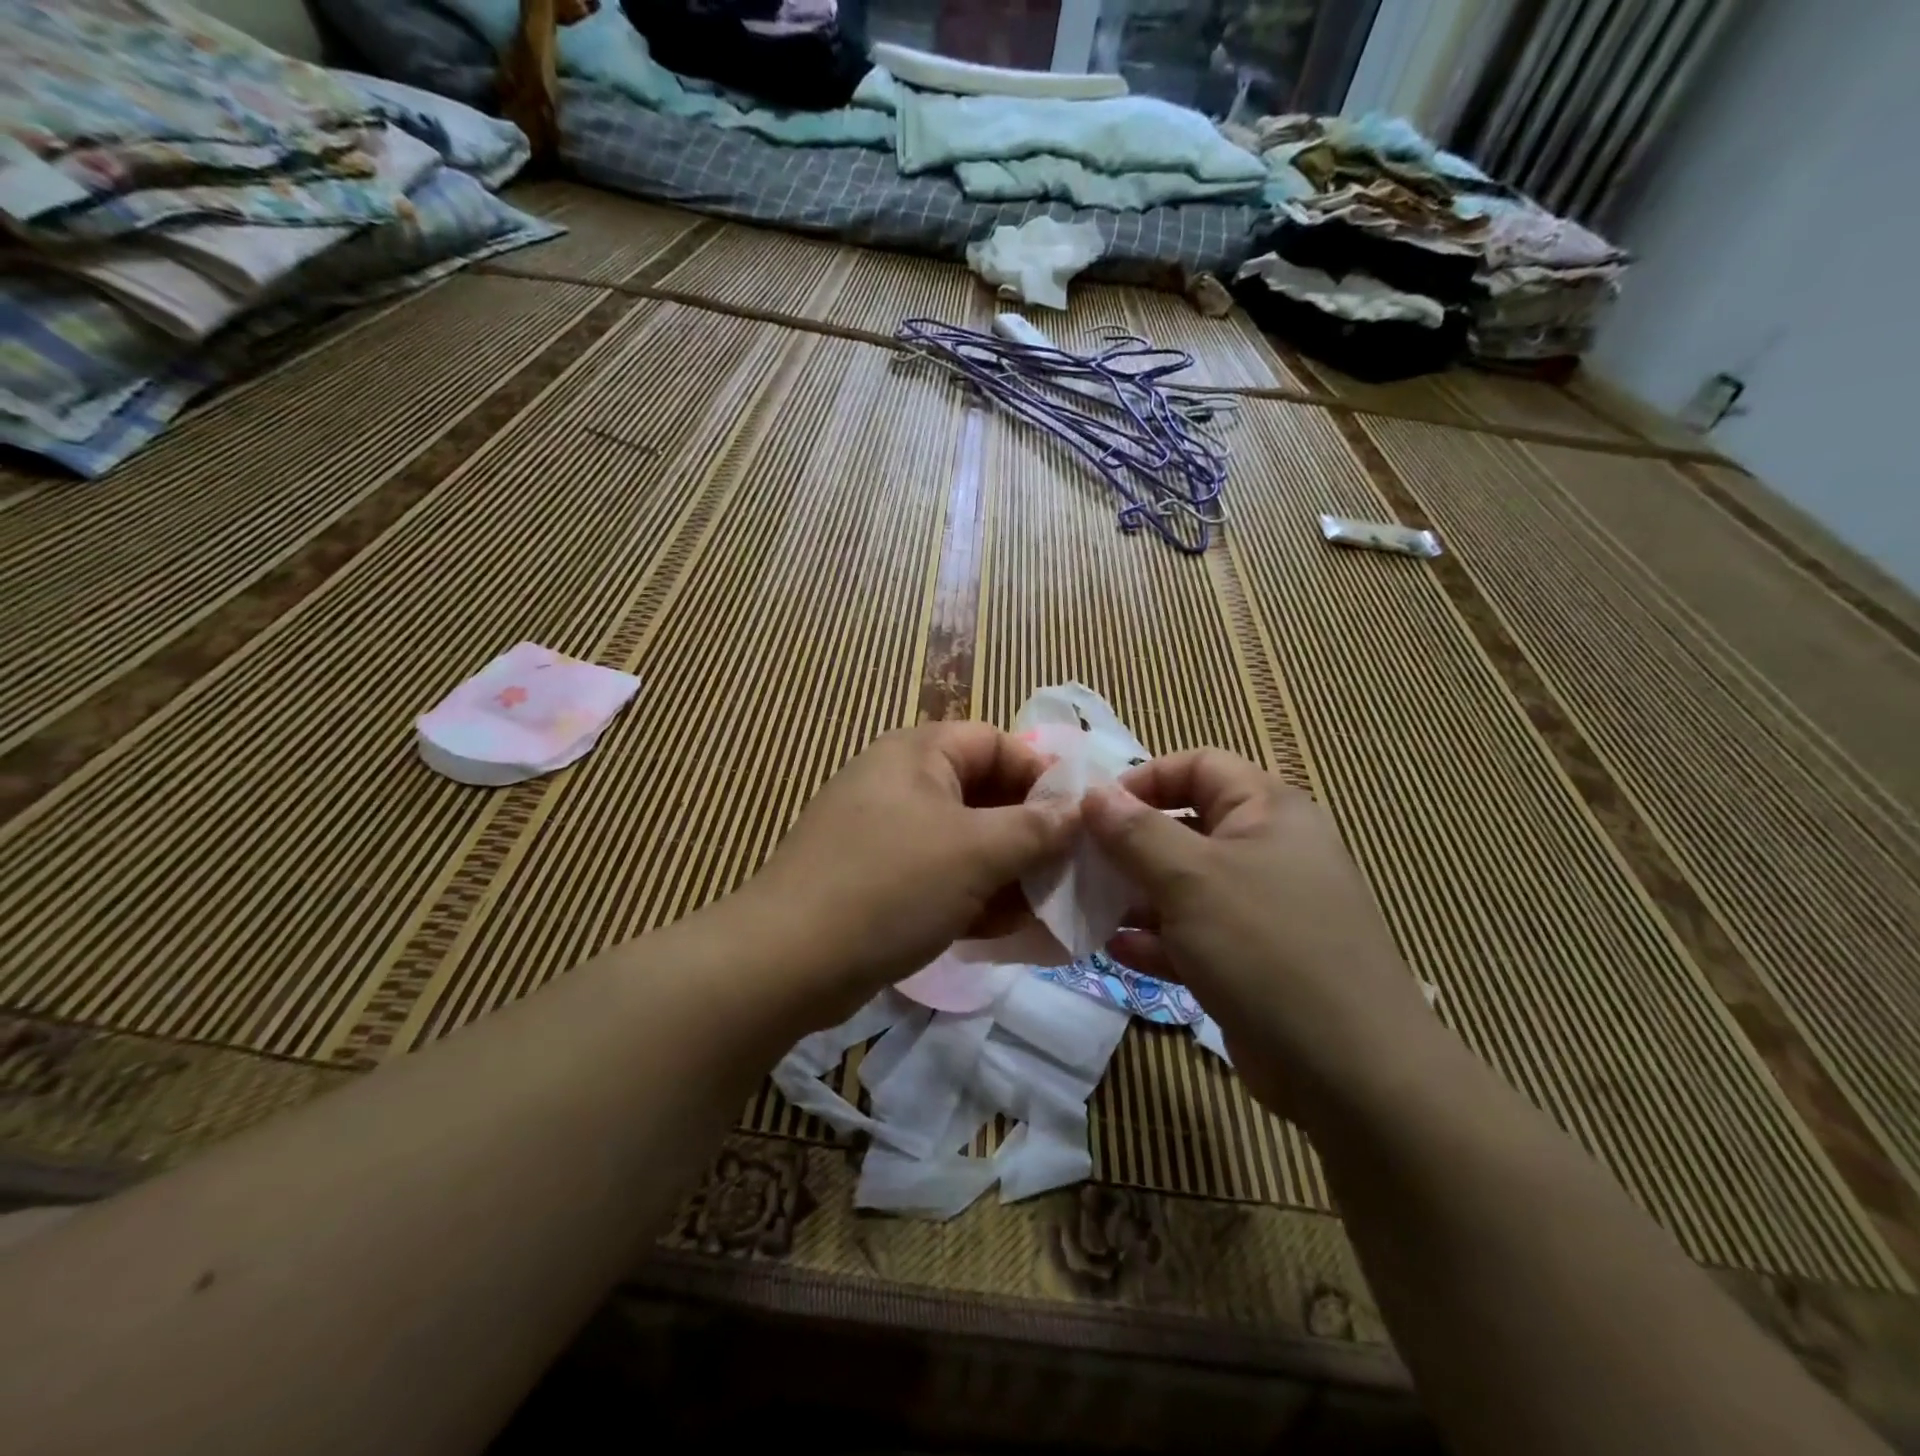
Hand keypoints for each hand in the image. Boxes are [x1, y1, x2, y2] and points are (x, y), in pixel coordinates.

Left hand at [749, 721, 1075, 1023]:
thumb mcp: (976, 852)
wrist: (788, 960)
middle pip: (982, 794)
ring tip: (1041, 911)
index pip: (996, 743)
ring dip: (1004, 872)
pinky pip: (936, 874)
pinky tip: (999, 930)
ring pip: (962, 841)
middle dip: (1027, 835)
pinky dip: (969, 895)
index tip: (1078, 822)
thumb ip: (1035, 828)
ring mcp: (883, 832)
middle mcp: (899, 782)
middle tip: (1066, 875)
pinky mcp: (874, 877)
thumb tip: (1078, 811)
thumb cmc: (891, 885)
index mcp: (918, 753)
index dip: (1041, 777)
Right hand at [1084, 750, 1439, 1126]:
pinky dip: (1157, 938)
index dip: (1145, 779)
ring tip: (1088, 907)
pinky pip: (1194, 934)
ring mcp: (1261, 909)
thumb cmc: (1266, 947)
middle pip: (1186, 826)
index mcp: (1268, 811)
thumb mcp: (1190, 878)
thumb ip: (1135, 832)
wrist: (1350, 1072)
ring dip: (1136, 894)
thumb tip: (1092, 794)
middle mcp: (1267, 851)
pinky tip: (1117, 950)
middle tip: (1081, 863)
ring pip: (1184, 884)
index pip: (1199, 766)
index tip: (1096, 810)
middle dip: (1130, 843)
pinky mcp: (1252, 960)